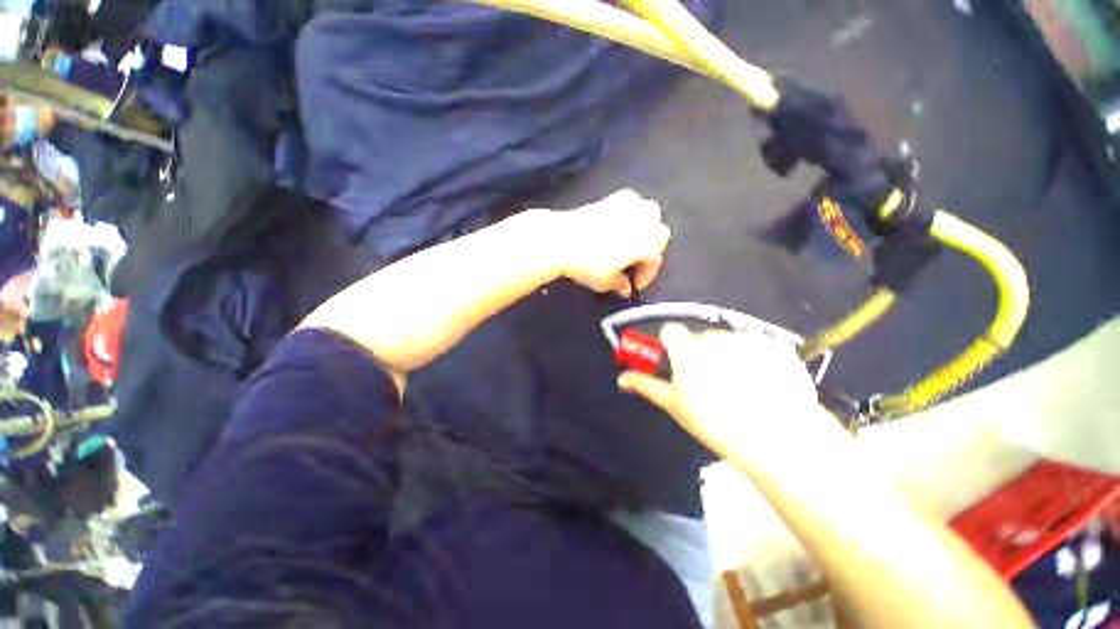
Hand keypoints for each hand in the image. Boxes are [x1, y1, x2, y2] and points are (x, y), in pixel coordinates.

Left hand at [552, 189, 670, 296]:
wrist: (561, 239)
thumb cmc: (585, 263)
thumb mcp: (604, 282)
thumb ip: (620, 285)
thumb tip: (625, 288)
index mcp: (645, 245)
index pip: (654, 262)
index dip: (646, 275)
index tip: (635, 284)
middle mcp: (644, 223)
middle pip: (659, 236)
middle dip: (651, 251)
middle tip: (635, 264)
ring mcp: (630, 207)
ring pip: (652, 214)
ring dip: (648, 228)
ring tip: (634, 241)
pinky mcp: (614, 198)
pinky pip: (633, 201)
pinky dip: (633, 211)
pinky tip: (623, 221)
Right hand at [618, 324, 830, 468]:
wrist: (779, 437)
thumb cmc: (715, 422)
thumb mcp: (675, 405)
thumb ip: (646, 385)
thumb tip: (620, 378)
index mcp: (687, 349)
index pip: (670, 331)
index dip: (671, 345)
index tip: (678, 363)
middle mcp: (714, 337)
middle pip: (699, 337)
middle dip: (700, 353)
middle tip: (711, 382)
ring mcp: (746, 338)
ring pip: (727, 340)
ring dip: (727, 354)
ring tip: (740, 385)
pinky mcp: (773, 344)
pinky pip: (754, 344)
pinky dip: (754, 357)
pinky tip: (763, 382)